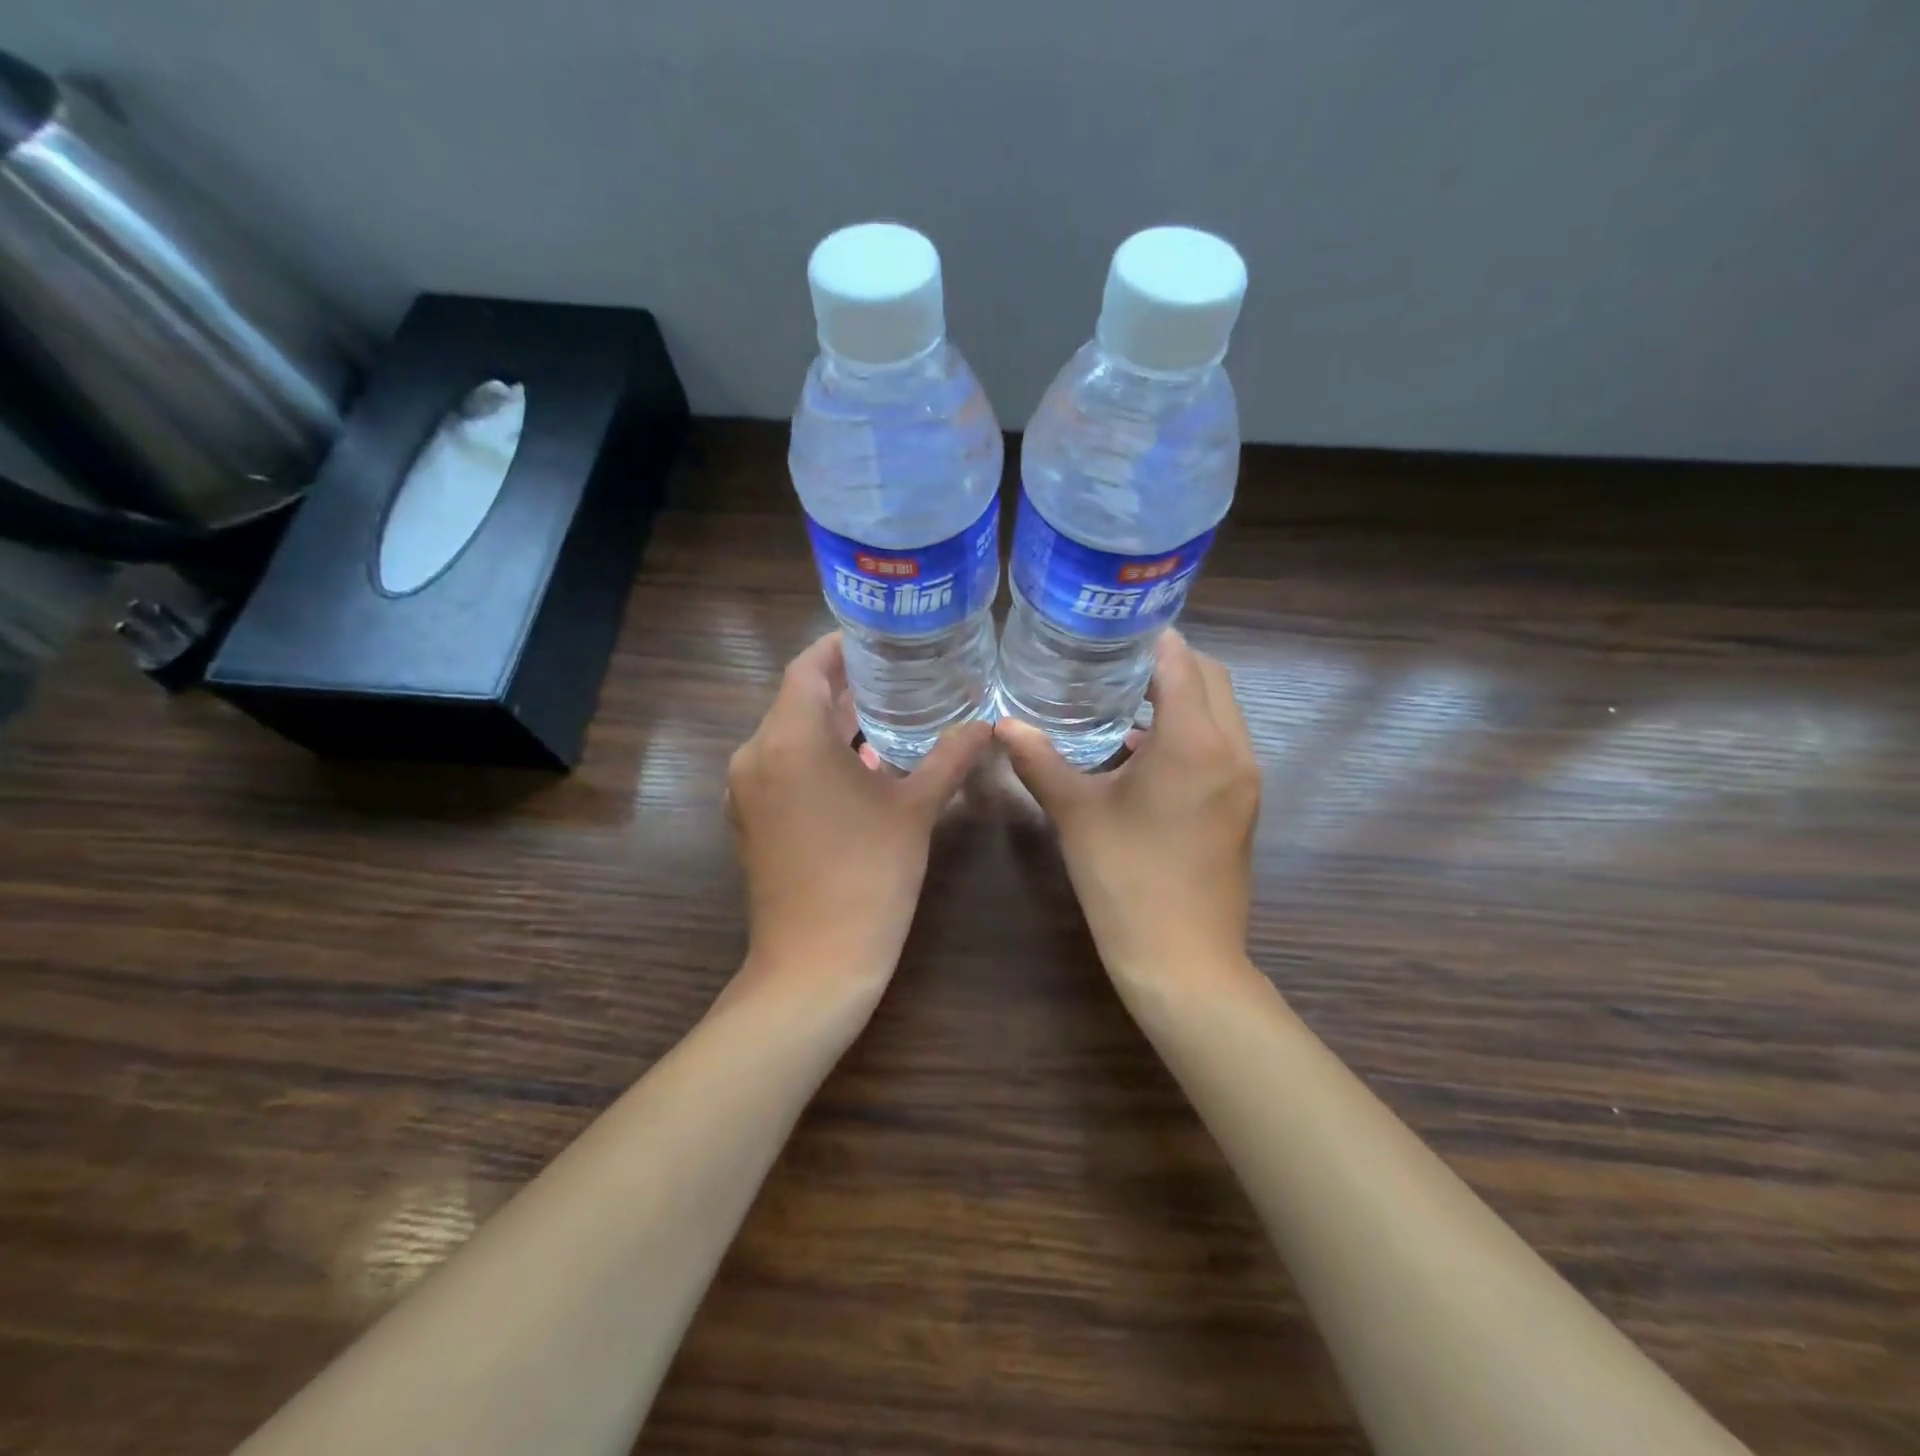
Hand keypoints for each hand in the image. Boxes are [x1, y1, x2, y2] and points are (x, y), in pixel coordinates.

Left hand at [724, 632, 991, 1011]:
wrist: (815, 964)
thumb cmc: (868, 877)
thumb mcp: (915, 811)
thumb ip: (950, 758)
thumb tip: (985, 724)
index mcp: (790, 740)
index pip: (808, 668)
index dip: (840, 647)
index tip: (878, 638)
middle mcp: (755, 755)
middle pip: (797, 701)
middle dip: (844, 686)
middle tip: (896, 675)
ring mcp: (746, 791)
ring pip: (788, 736)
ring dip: (831, 724)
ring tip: (885, 717)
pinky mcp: (749, 820)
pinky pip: (781, 769)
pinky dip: (815, 757)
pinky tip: (860, 768)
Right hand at [996, 631, 1261, 998]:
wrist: (1183, 960)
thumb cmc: (1126, 879)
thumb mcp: (1076, 814)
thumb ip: (1040, 761)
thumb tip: (1003, 726)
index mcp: (1193, 742)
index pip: (1181, 664)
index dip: (1152, 640)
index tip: (1114, 628)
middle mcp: (1232, 751)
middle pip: (1212, 681)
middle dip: (1170, 663)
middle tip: (1116, 660)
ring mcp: (1245, 781)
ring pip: (1222, 714)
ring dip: (1182, 698)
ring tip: (1125, 698)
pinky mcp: (1243, 806)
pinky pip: (1221, 746)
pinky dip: (1190, 732)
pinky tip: (1140, 753)